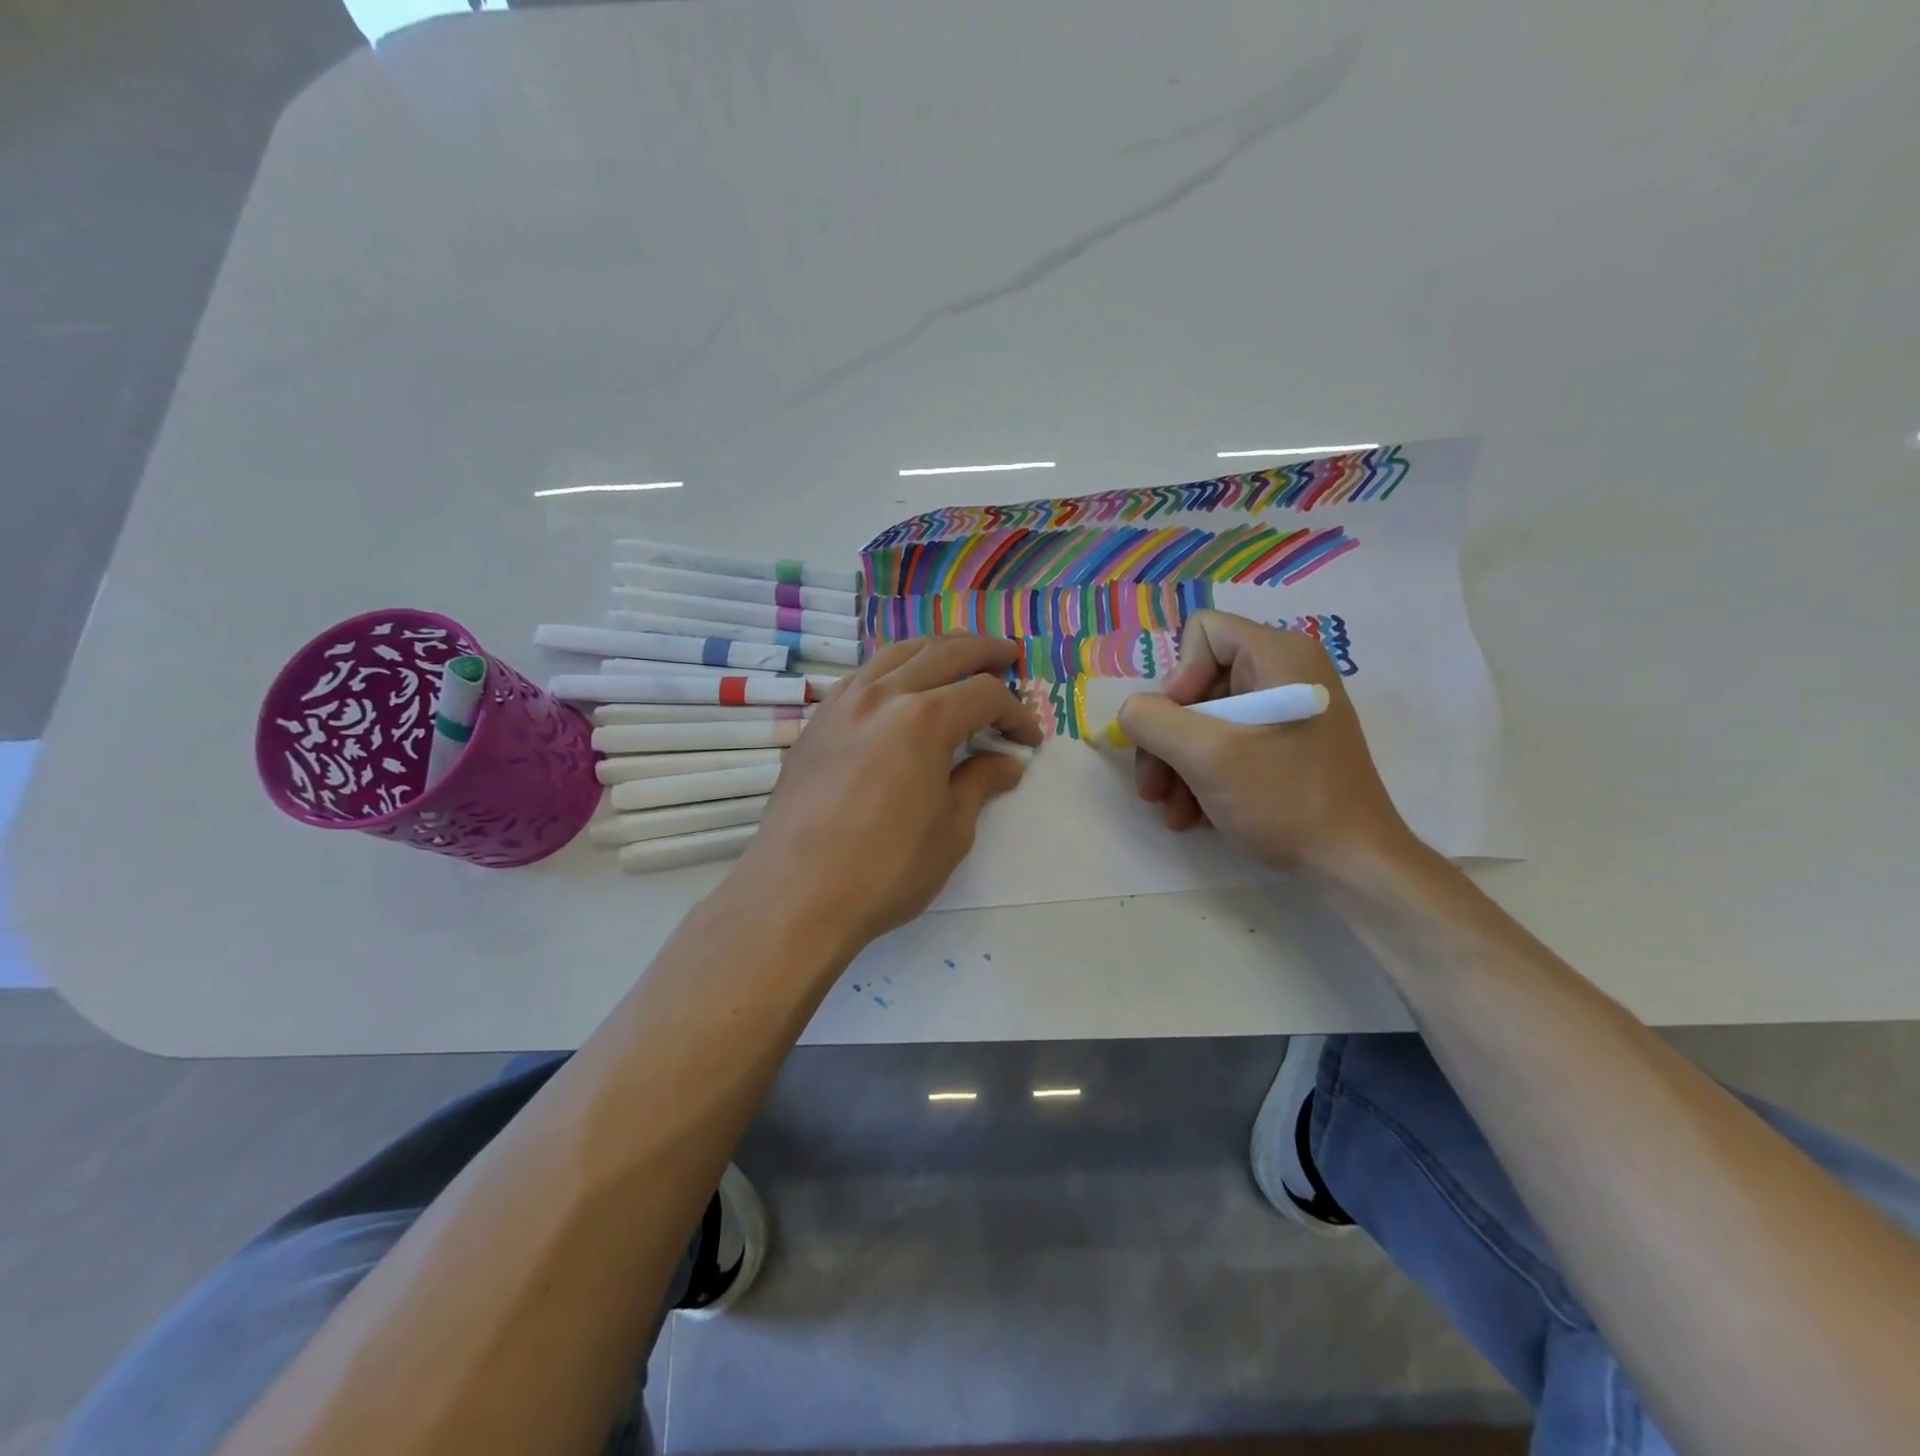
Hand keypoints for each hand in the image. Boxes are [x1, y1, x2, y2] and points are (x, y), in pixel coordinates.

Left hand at [733, 635, 1041, 954]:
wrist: (796, 895)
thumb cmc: (885, 869)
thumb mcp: (950, 831)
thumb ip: (980, 784)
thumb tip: (1006, 762)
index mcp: (923, 719)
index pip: (983, 695)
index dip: (1015, 712)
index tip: (1029, 739)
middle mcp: (882, 696)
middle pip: (942, 653)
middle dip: (982, 652)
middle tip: (1008, 655)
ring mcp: (843, 705)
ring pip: (896, 654)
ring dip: (935, 648)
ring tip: (958, 653)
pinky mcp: (817, 723)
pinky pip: (861, 676)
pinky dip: (891, 667)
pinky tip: (899, 683)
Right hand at [1118, 611, 1412, 877]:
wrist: (1353, 864)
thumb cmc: (1284, 799)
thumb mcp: (1206, 756)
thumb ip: (1153, 721)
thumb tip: (1132, 713)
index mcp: (1279, 656)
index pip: (1203, 633)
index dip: (1179, 677)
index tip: (1178, 729)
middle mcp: (1286, 672)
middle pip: (1198, 683)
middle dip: (1167, 738)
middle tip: (1153, 788)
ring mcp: (1287, 711)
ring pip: (1206, 719)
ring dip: (1178, 766)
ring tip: (1172, 812)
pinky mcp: (1286, 745)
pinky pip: (1228, 743)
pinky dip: (1203, 776)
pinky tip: (1195, 815)